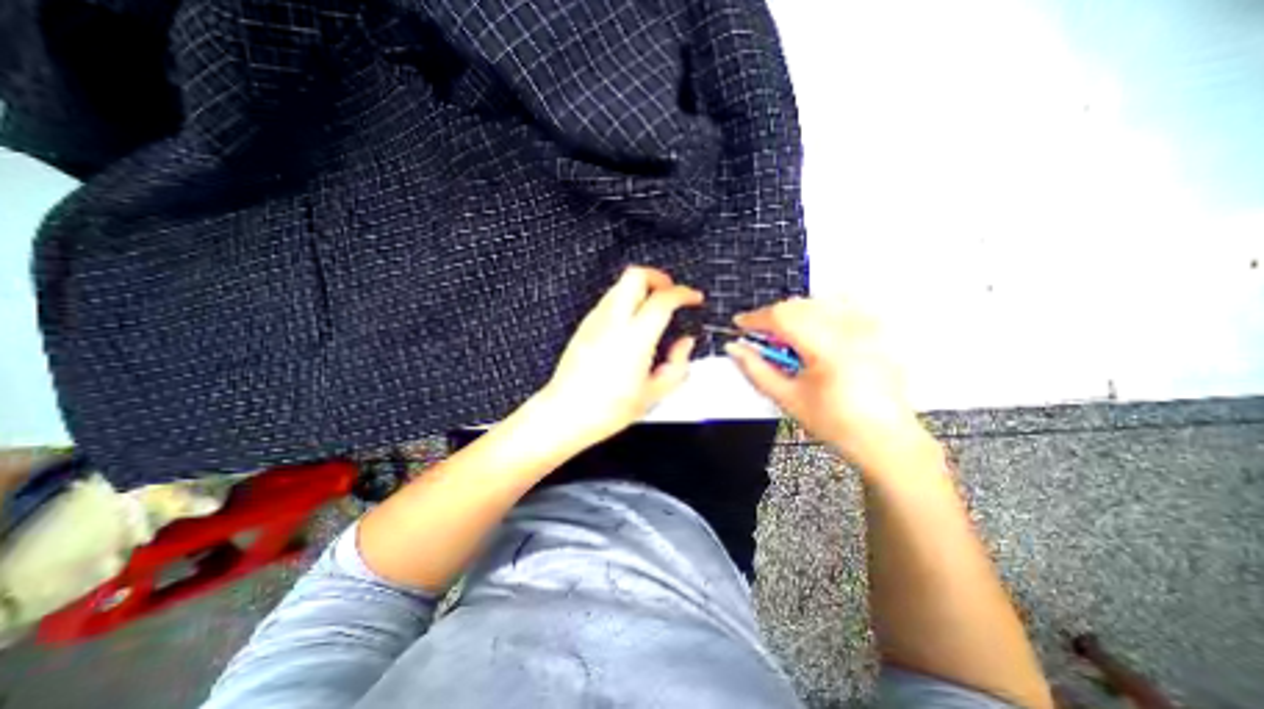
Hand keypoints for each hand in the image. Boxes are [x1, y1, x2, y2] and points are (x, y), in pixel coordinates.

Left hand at [539, 267, 705, 449]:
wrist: (565, 414)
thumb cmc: (608, 409)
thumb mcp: (654, 394)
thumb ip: (677, 364)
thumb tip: (685, 343)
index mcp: (635, 338)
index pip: (663, 299)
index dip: (684, 294)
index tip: (694, 299)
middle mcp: (613, 321)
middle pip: (635, 276)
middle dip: (658, 278)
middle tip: (671, 294)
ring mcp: (595, 320)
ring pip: (620, 285)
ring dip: (641, 289)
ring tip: (653, 309)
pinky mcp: (584, 326)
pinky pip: (609, 300)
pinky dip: (626, 300)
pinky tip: (632, 323)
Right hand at [722, 297, 925, 474]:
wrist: (884, 438)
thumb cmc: (834, 423)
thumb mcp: (787, 398)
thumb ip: (756, 370)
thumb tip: (734, 348)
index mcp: (827, 348)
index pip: (782, 317)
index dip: (755, 318)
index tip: (739, 324)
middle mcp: (850, 329)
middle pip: (798, 305)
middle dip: (773, 316)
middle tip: (761, 336)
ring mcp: (868, 326)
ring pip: (818, 301)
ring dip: (795, 312)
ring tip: (787, 336)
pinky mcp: (877, 329)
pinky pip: (844, 303)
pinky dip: (822, 309)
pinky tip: (816, 326)